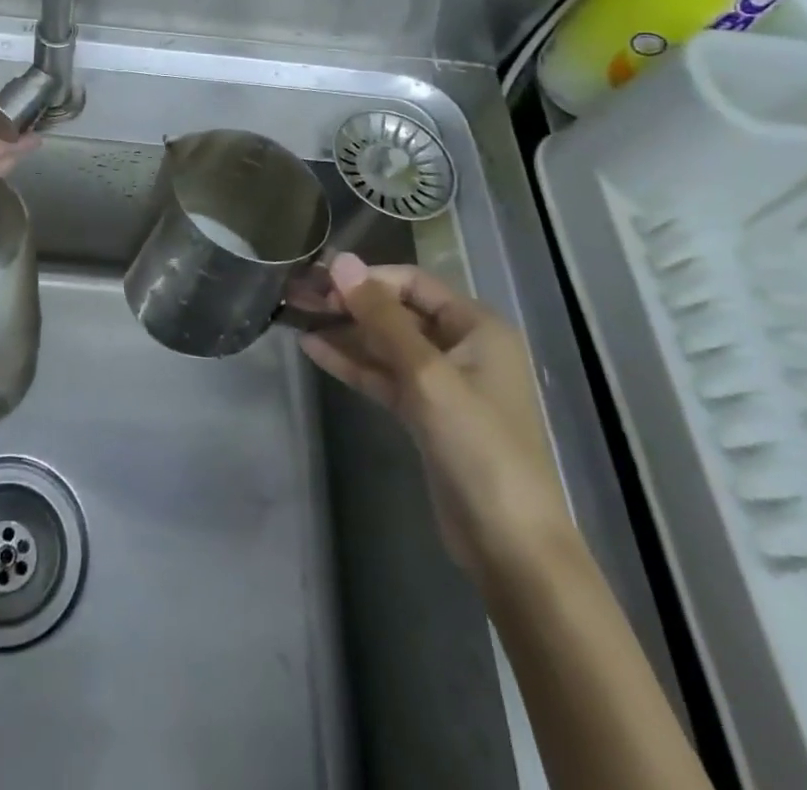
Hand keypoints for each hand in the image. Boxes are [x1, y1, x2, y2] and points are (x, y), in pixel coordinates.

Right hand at [301, 253, 576, 584]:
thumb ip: (381, 317)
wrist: (510, 545)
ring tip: (296, 316)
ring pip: (386, 343)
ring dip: (345, 330)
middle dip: (350, 302)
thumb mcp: (426, 374)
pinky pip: (384, 375)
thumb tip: (342, 261)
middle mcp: (463, 347)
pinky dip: (352, 362)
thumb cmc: (478, 446)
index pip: (413, 283)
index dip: (367, 278)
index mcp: (478, 327)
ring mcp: (443, 382)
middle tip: (298, 295)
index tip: (320, 280)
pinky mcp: (426, 414)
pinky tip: (314, 349)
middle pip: (397, 311)